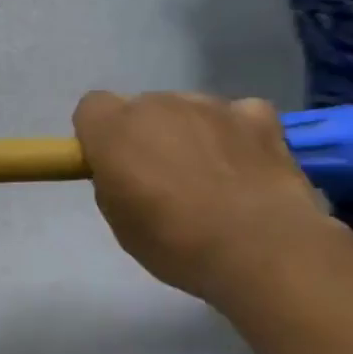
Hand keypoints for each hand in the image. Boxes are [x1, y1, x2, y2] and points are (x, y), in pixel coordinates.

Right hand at [71, 91, 332, 303]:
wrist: (260, 249)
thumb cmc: (173, 241)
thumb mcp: (118, 219)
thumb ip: (112, 180)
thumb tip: (126, 171)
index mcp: (114, 129)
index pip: (92, 108)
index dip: (99, 135)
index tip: (110, 165)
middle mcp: (158, 104)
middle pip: (142, 107)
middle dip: (146, 134)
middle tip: (160, 179)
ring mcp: (211, 106)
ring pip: (188, 109)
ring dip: (189, 132)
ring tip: (209, 177)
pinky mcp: (259, 117)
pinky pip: (236, 114)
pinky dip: (235, 133)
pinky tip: (243, 165)